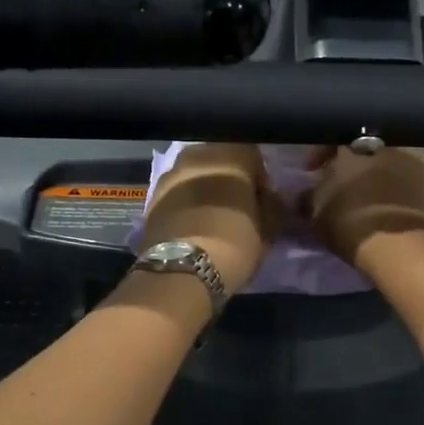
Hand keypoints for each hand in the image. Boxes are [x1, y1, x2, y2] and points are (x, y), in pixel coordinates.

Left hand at [140, 143, 277, 292]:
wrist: (181, 270)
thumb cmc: (234, 244)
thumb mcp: (268, 229)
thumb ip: (271, 206)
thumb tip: (269, 199)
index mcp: (231, 154)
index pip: (253, 154)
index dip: (260, 176)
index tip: (262, 199)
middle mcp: (198, 154)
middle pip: (220, 159)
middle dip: (229, 178)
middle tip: (237, 207)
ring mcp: (170, 173)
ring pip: (195, 174)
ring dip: (205, 189)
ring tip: (212, 216)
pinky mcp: (152, 196)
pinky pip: (177, 192)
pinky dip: (186, 202)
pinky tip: (192, 224)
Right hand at [304, 145, 423, 270]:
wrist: (402, 247)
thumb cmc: (352, 226)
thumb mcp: (316, 215)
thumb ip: (307, 197)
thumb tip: (302, 192)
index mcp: (350, 148)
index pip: (330, 142)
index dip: (320, 157)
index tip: (313, 172)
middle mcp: (383, 145)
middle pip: (364, 150)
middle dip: (355, 165)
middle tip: (348, 185)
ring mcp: (414, 158)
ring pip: (392, 161)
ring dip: (383, 173)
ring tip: (377, 194)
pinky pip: (414, 177)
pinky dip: (405, 186)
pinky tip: (400, 202)